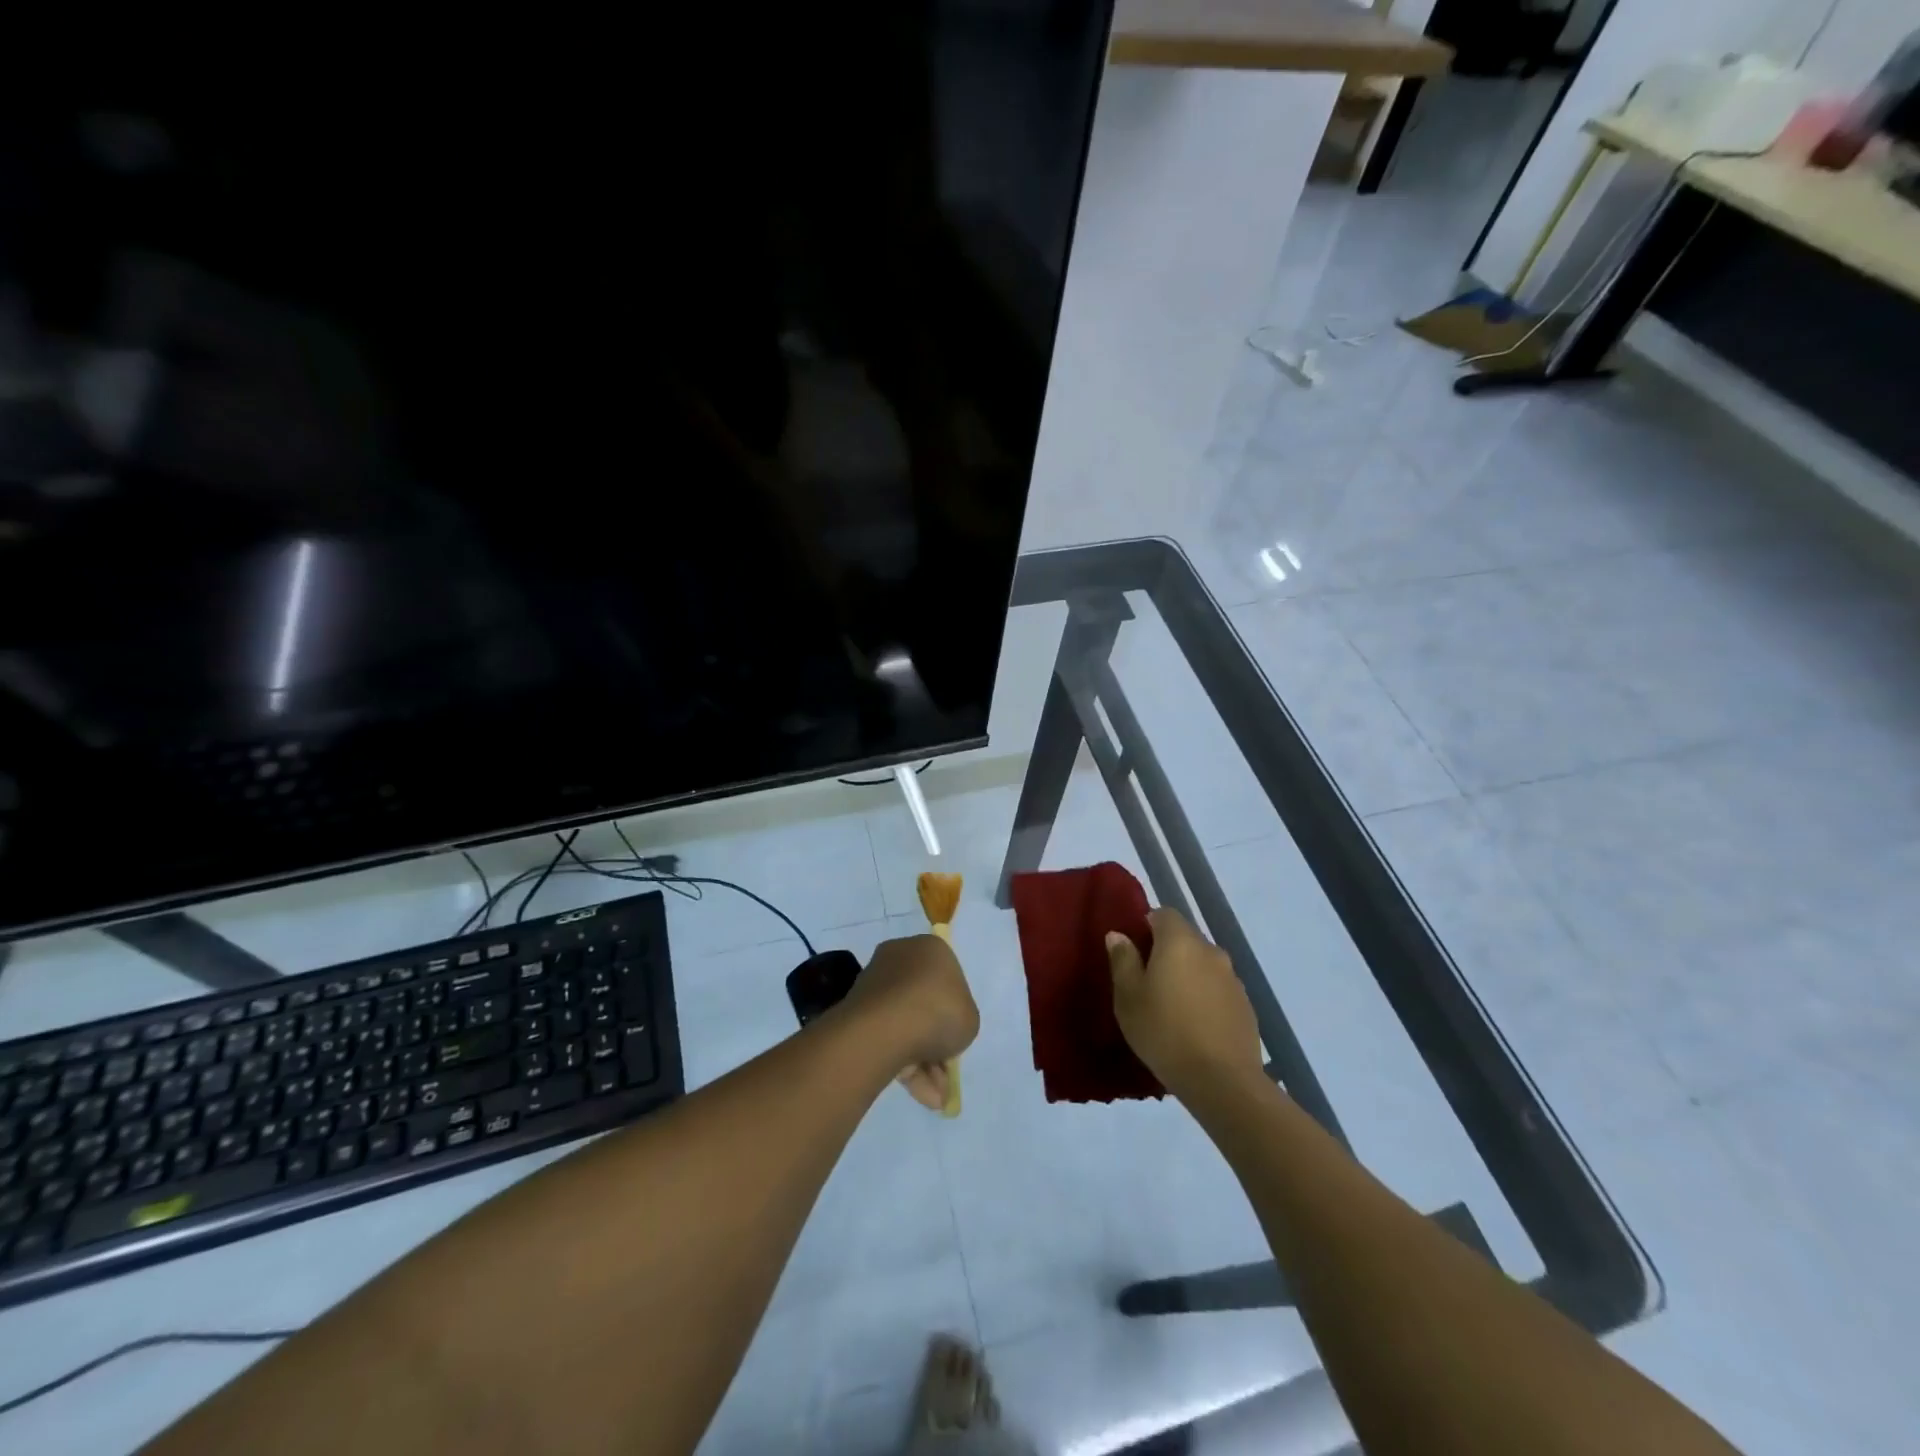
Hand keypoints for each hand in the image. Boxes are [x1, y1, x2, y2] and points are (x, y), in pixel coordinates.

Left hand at [844, 934, 978, 1110]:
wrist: (887, 1027)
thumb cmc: (939, 1011)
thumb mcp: (970, 1019)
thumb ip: (961, 1020)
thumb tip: (941, 1031)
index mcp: (930, 949)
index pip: (947, 976)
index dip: (954, 1008)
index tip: (957, 1033)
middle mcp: (900, 958)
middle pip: (924, 1003)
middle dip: (936, 1041)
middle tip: (946, 1070)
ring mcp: (874, 984)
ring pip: (905, 1025)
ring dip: (923, 1062)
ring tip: (935, 1097)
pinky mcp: (856, 1011)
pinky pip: (886, 1037)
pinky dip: (903, 1065)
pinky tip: (921, 1095)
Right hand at [1107, 908, 1262, 1099]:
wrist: (1222, 1081)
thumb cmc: (1164, 1032)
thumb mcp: (1128, 997)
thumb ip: (1123, 960)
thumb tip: (1119, 935)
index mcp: (1179, 941)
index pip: (1163, 914)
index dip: (1146, 926)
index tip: (1134, 952)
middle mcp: (1210, 950)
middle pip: (1185, 938)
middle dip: (1167, 952)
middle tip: (1148, 982)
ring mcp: (1233, 978)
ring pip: (1203, 964)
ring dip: (1188, 975)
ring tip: (1172, 1007)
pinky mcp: (1246, 1005)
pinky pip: (1218, 989)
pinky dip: (1205, 997)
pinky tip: (1195, 1025)